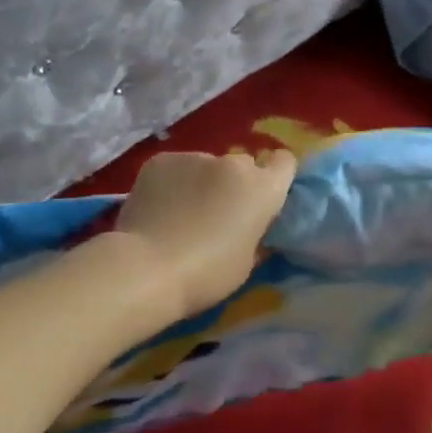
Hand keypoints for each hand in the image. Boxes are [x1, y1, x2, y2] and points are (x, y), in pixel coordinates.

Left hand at [115, 150, 298, 316]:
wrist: (147, 268)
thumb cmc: (206, 275)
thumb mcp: (245, 262)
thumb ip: (254, 233)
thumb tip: (250, 225)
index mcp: (262, 189)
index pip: (284, 162)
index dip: (275, 176)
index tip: (262, 196)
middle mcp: (232, 163)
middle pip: (242, 165)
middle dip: (234, 184)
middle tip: (217, 213)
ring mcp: (194, 157)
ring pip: (205, 166)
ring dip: (200, 183)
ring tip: (180, 213)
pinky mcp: (161, 160)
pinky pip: (175, 168)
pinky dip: (171, 183)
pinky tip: (157, 207)